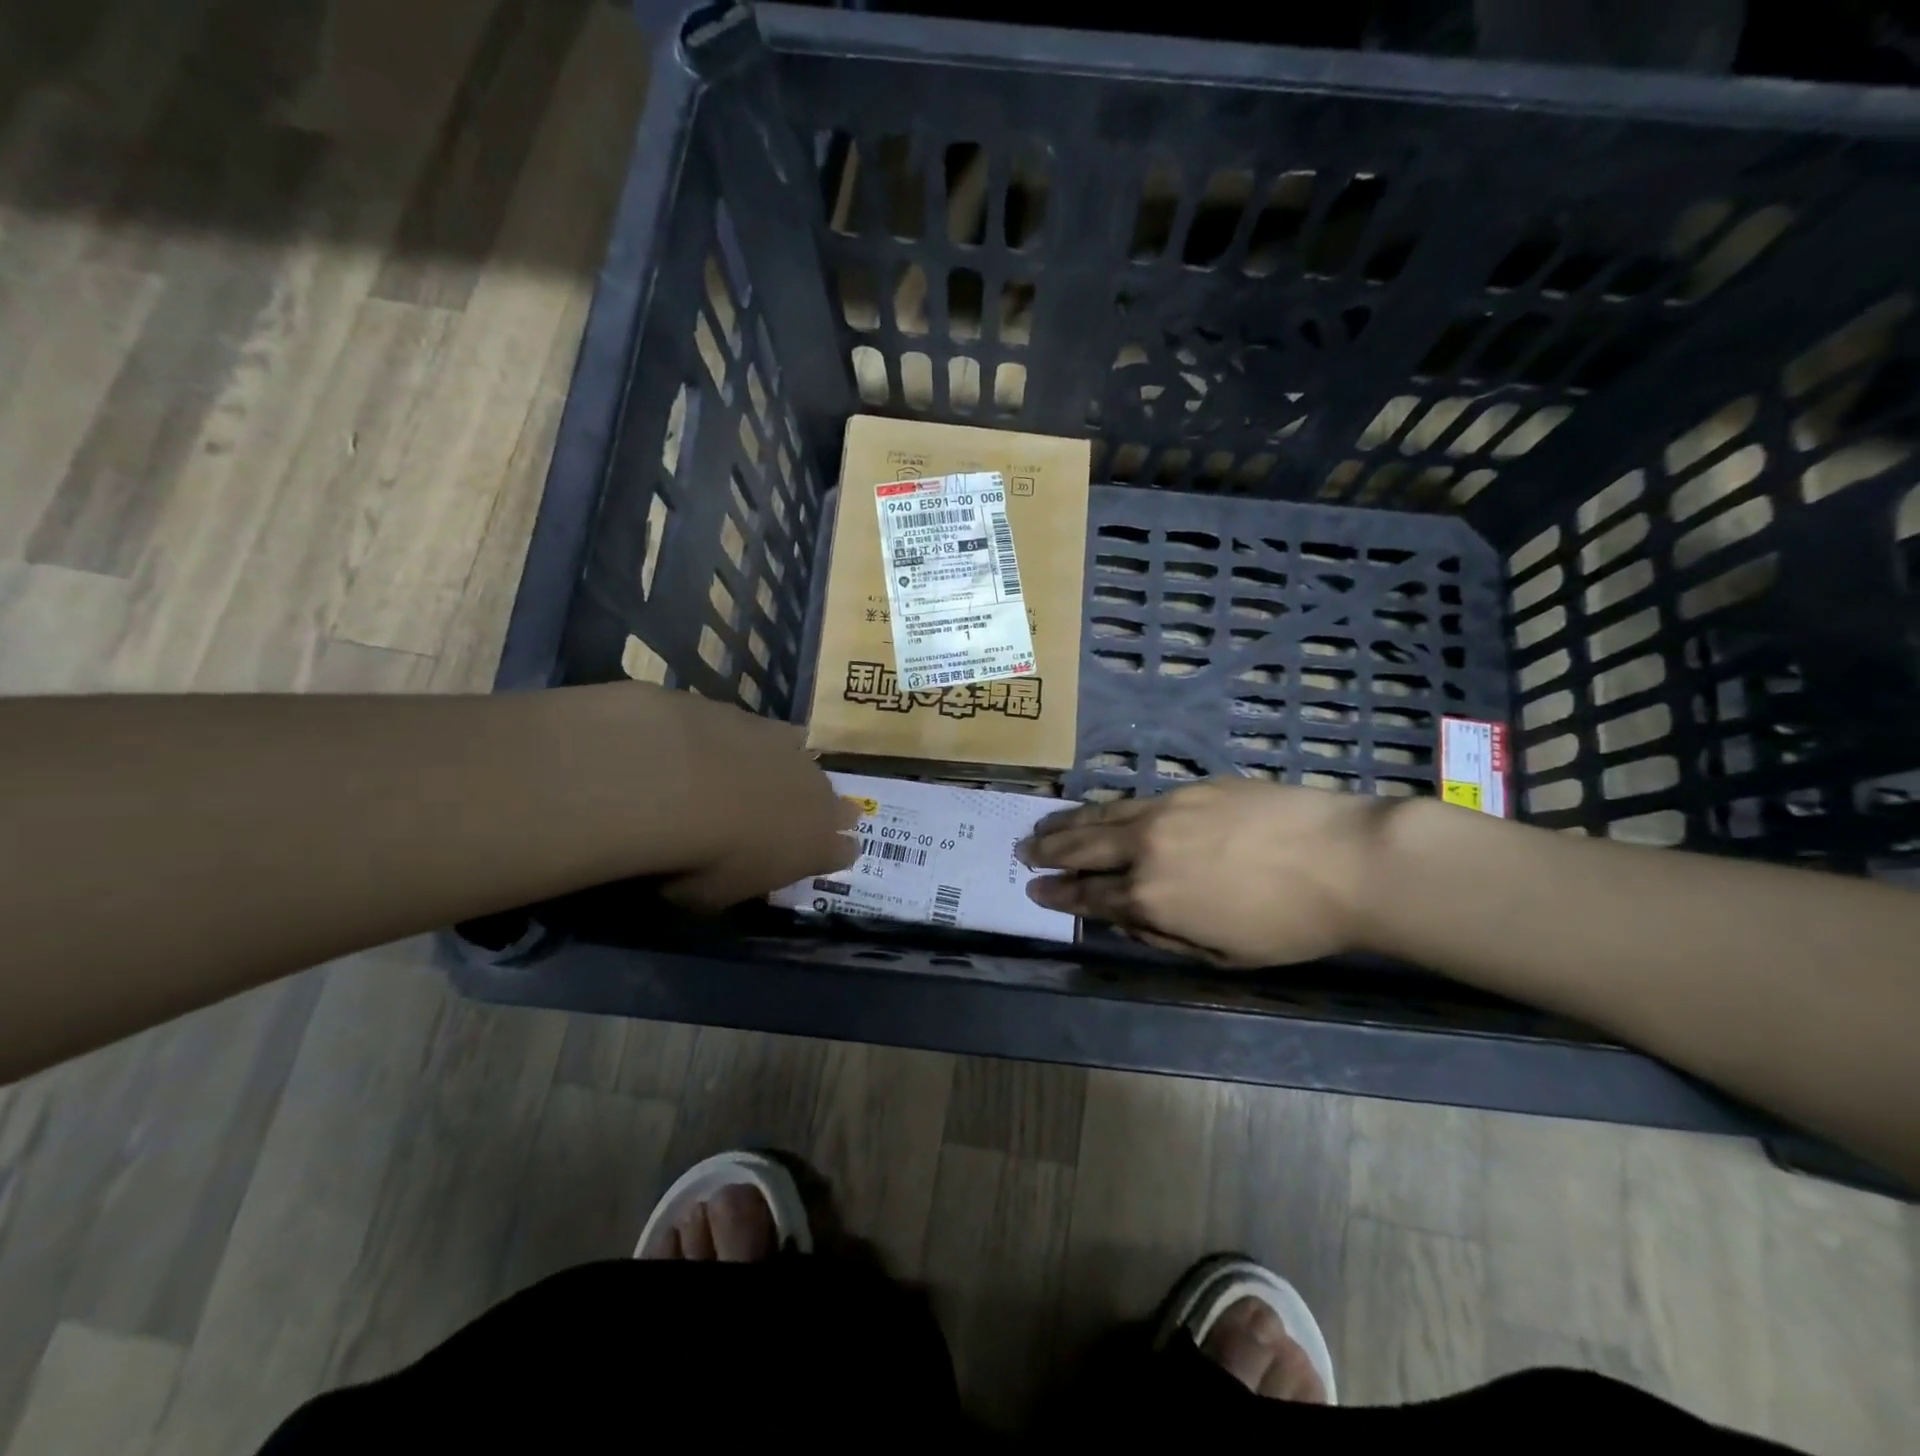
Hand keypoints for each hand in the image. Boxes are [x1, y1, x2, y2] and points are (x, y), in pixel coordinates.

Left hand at [640, 689, 857, 910]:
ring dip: (790, 775)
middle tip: (791, 818)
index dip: (833, 852)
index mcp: (816, 847)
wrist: (680, 782)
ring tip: (758, 780)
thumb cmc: (701, 857)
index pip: (845, 852)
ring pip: (809, 766)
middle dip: (820, 812)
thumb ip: (738, 880)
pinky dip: (757, 744)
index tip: (817, 855)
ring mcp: (797, 755)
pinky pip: (775, 735)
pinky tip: (731, 747)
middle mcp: (820, 798)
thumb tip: (732, 871)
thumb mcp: (716, 894)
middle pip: (838, 806)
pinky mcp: (767, 723)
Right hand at [1019, 780, 1390, 965]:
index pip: (1089, 896)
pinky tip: (1097, 809)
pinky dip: (1105, 808)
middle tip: (1023, 852)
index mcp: (1151, 899)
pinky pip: (1134, 800)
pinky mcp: (1189, 788)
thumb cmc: (1291, 924)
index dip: (1058, 894)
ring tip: (1043, 825)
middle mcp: (1145, 850)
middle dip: (1049, 853)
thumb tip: (1128, 919)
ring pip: (1101, 817)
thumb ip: (1166, 936)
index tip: (1035, 891)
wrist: (1346, 860)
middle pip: (1083, 849)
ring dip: (1067, 823)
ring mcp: (1164, 812)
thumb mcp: (1225, 954)